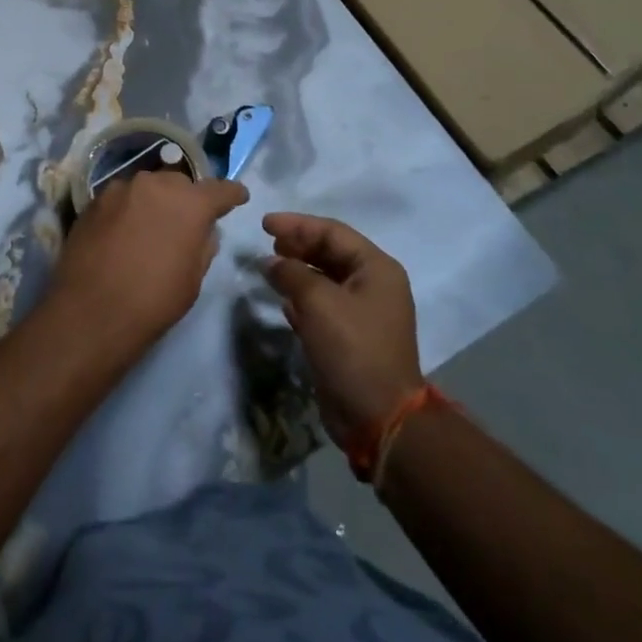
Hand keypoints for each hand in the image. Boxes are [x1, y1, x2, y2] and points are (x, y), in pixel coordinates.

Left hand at [51, 172, 249, 357]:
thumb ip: (203, 245)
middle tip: (186, 221)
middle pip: (180, 183)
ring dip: (154, 202)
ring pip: (147, 188)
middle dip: (187, 198)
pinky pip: (121, 199)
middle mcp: (155, 184)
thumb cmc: (153, 301)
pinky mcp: (94, 200)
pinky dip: (128, 210)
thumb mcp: (193, 278)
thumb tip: (203, 229)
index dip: (232, 194)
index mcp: (189, 203)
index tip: (238, 198)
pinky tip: (123, 233)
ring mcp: (121, 189)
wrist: (91, 312)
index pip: (220, 189)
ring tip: (150, 227)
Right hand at [263, 214, 424, 446]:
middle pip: (330, 253)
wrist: (377, 417)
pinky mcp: (351, 338)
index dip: (297, 224)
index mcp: (376, 269)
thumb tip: (270, 262)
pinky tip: (283, 302)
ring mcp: (364, 313)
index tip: (264, 224)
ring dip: (297, 273)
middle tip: (267, 244)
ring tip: (269, 269)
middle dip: (298, 246)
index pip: (333, 232)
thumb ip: (291, 273)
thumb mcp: (318, 302)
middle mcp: (374, 285)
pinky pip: (323, 307)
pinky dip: (303, 300)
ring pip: (325, 280)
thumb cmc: (352, 348)